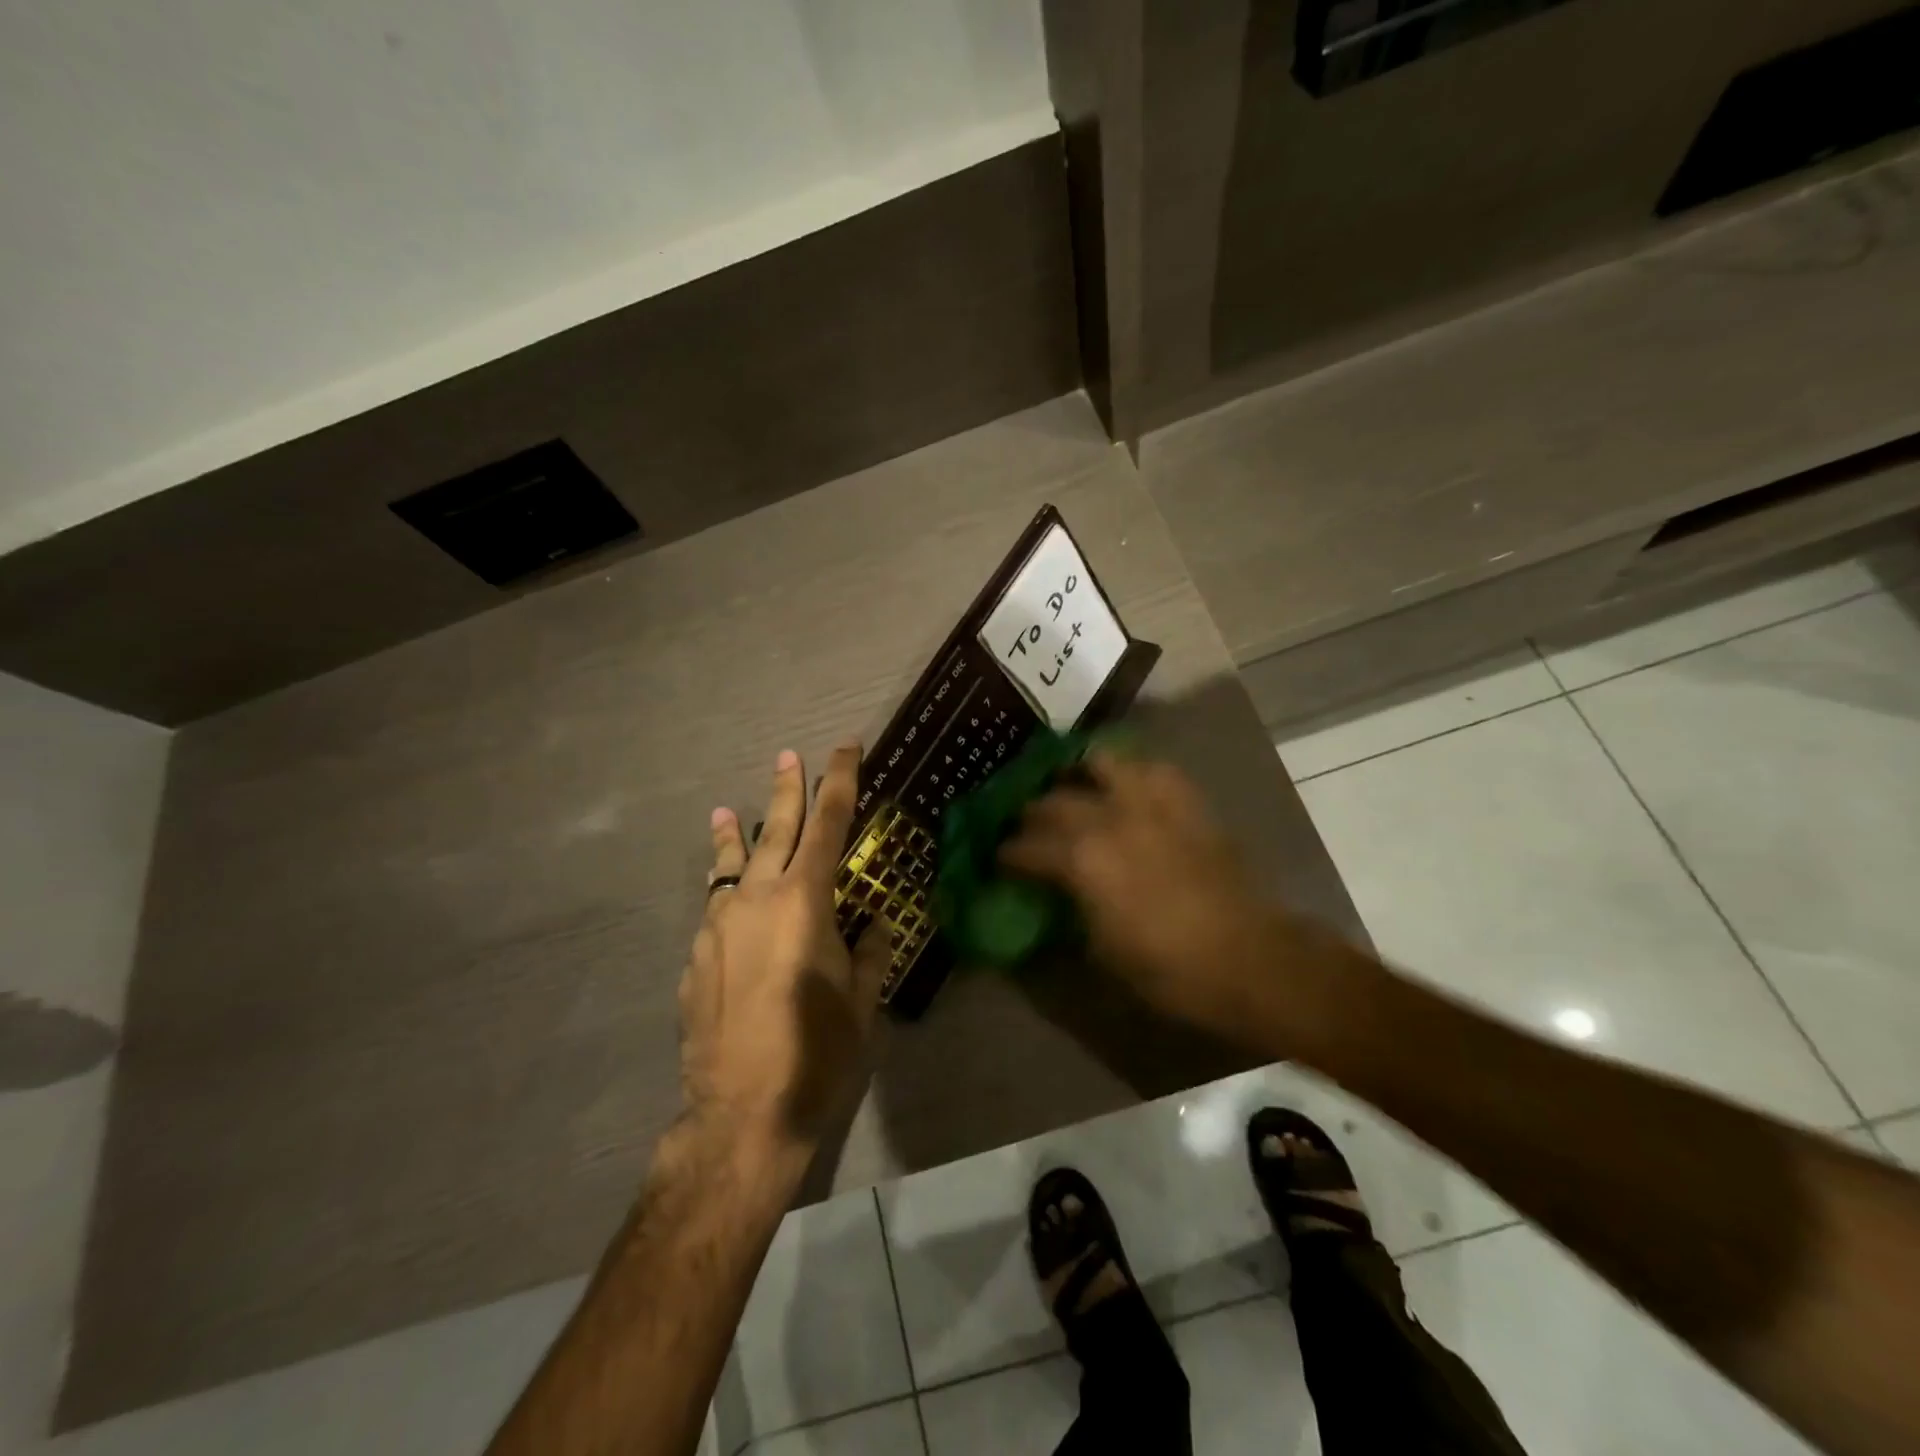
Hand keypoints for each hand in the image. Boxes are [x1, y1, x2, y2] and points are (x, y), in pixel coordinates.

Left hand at [680, 743, 889, 1154]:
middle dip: (785, 791)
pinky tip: (727, 903)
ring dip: (733, 836)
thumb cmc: (816, 1052)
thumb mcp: (861, 999)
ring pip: (729, 866)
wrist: (740, 1114)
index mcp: (804, 901)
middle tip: (788, 757)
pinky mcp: (696, 957)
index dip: (838, 781)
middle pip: (773, 830)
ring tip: (724, 812)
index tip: (843, 748)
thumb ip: (869, 949)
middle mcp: (756, 900)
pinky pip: (715, 909)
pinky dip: (725, 893)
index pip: (826, 824)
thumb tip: (874, 921)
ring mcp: (718, 927)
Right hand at [999, 753, 1304, 1040]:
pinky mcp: (1184, 801)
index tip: (998, 860)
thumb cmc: (1167, 969)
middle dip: (1031, 815)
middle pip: (1051, 802)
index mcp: (1080, 860)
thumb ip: (1067, 911)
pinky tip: (1127, 788)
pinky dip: (1132, 772)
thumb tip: (1049, 895)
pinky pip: (1152, 769)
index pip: (1024, 847)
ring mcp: (1149, 803)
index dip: (1005, 854)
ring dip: (1078, 773)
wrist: (1247, 959)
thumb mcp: (1100, 952)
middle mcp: (1108, 818)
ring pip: (1099, 762)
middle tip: (1027, 829)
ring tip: (1072, 786)